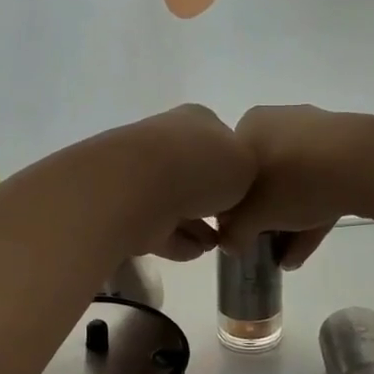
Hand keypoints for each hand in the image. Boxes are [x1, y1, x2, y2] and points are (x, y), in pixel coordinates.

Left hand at [114, 105, 255, 260]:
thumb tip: (231, 185)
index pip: (221, 140)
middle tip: (230, 222)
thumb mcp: (247, 163)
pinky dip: (176, 239)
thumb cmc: (201, 167)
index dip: (235, 166)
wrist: (139, 187)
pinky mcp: (126, 209)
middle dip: (211, 198)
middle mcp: (166, 142)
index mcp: (196, 121)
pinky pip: (158, 227)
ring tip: (215, 244)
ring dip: (194, 224)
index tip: (246, 192)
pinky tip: (194, 252)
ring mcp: (141, 176)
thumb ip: (245, 172)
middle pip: (195, 172)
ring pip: (174, 201)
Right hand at [220, 104, 360, 267]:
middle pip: (263, 179)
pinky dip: (313, 215)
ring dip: (289, 223)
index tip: (238, 234)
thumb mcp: (252, 216)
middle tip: (264, 246)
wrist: (364, 163)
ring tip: (288, 258)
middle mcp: (278, 122)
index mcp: (248, 126)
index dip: (232, 208)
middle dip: (264, 218)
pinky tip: (307, 250)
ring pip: (294, 184)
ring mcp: (316, 132)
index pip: (231, 172)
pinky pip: (321, 183)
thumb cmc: (292, 182)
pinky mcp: (347, 147)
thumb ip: (234, 232)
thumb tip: (230, 244)